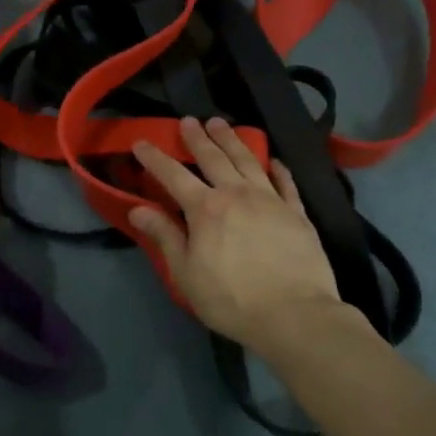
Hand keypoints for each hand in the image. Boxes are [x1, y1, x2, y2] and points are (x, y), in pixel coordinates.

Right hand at [128, 118, 342, 353]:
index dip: (155, 158)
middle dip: (197, 138)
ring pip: (248, 160)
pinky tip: (274, 160)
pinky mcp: (297, 213)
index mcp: (206, 209)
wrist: (294, 315)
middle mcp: (237, 194)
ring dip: (232, 140)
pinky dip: (278, 168)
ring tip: (221, 124)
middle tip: (188, 120)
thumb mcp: (186, 273)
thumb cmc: (231, 299)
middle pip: (214, 158)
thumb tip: (137, 208)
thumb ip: (165, 236)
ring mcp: (271, 200)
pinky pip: (286, 183)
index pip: (173, 175)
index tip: (141, 142)